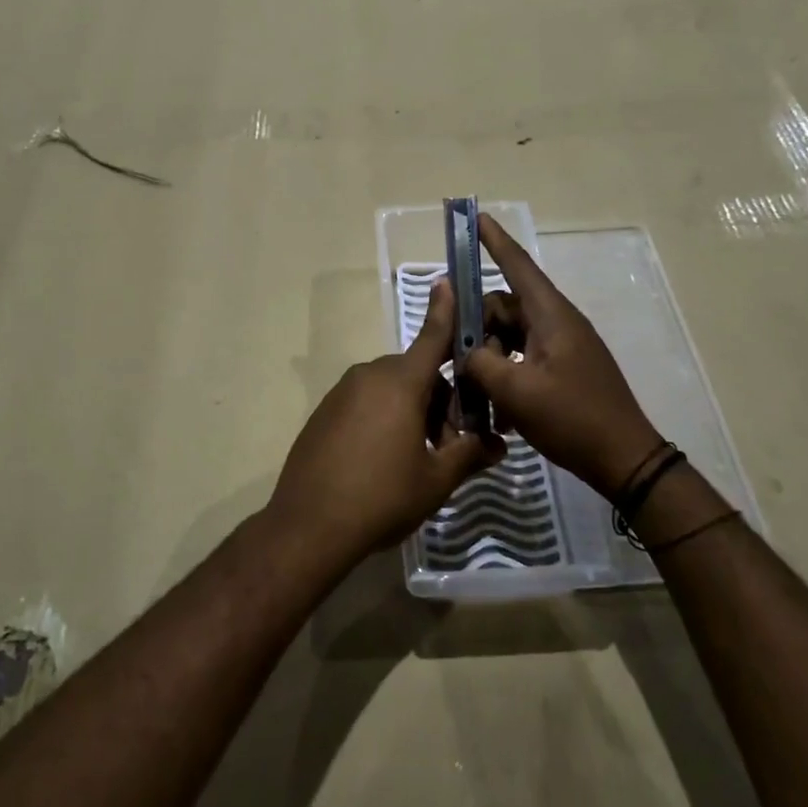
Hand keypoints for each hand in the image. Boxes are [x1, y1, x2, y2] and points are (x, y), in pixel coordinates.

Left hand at [267, 281, 505, 559]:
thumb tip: (499, 445)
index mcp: (400, 382)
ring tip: (422, 460)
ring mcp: (342, 393)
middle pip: (417, 374)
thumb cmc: (381, 497)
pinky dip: (386, 418)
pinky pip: (366, 402)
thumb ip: (470, 455)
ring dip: (414, 412)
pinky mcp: (325, 412)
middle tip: (452, 445)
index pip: (432, 337)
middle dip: (442, 401)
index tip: (448, 281)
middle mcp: (369, 376)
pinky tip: (387, 461)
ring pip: (392, 390)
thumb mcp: (436, 479)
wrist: (308, 525)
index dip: (445, 311)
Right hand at [464, 213, 662, 496]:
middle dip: (475, 328)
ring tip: (472, 392)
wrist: (624, 459)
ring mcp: (562, 347)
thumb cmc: (571, 418)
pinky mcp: (564, 369)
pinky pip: (523, 359)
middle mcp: (557, 323)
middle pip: (504, 308)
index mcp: (551, 316)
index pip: (518, 266)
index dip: (494, 241)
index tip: (475, 216)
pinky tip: (495, 410)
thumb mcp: (515, 391)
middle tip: (451, 357)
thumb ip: (480, 363)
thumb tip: (466, 353)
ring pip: (510, 337)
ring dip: (488, 359)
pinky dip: (505, 375)